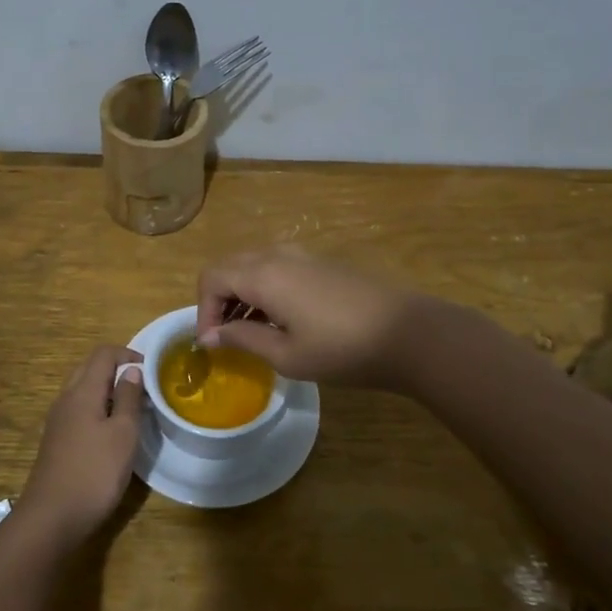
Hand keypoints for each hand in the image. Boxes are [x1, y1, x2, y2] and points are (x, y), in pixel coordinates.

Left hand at [19, 345, 145, 546]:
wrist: (51, 518)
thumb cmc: (94, 472)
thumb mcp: (123, 434)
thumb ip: (128, 398)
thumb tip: (131, 369)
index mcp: (82, 391)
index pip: (103, 353)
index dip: (129, 354)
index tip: (152, 371)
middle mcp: (66, 399)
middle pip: (90, 368)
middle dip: (118, 370)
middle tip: (144, 388)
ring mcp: (58, 420)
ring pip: (84, 390)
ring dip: (108, 391)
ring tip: (133, 410)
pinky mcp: (57, 440)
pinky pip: (79, 410)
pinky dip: (98, 409)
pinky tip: (112, 432)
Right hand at [196, 246, 426, 387]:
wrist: (408, 334)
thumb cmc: (342, 350)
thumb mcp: (286, 355)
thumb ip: (243, 339)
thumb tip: (211, 335)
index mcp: (263, 275)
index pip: (212, 279)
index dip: (203, 310)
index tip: (212, 343)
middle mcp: (277, 255)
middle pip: (229, 266)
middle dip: (218, 300)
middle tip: (224, 336)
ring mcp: (302, 255)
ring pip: (253, 265)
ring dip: (241, 294)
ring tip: (250, 333)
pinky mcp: (321, 263)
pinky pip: (276, 268)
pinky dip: (263, 289)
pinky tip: (279, 320)